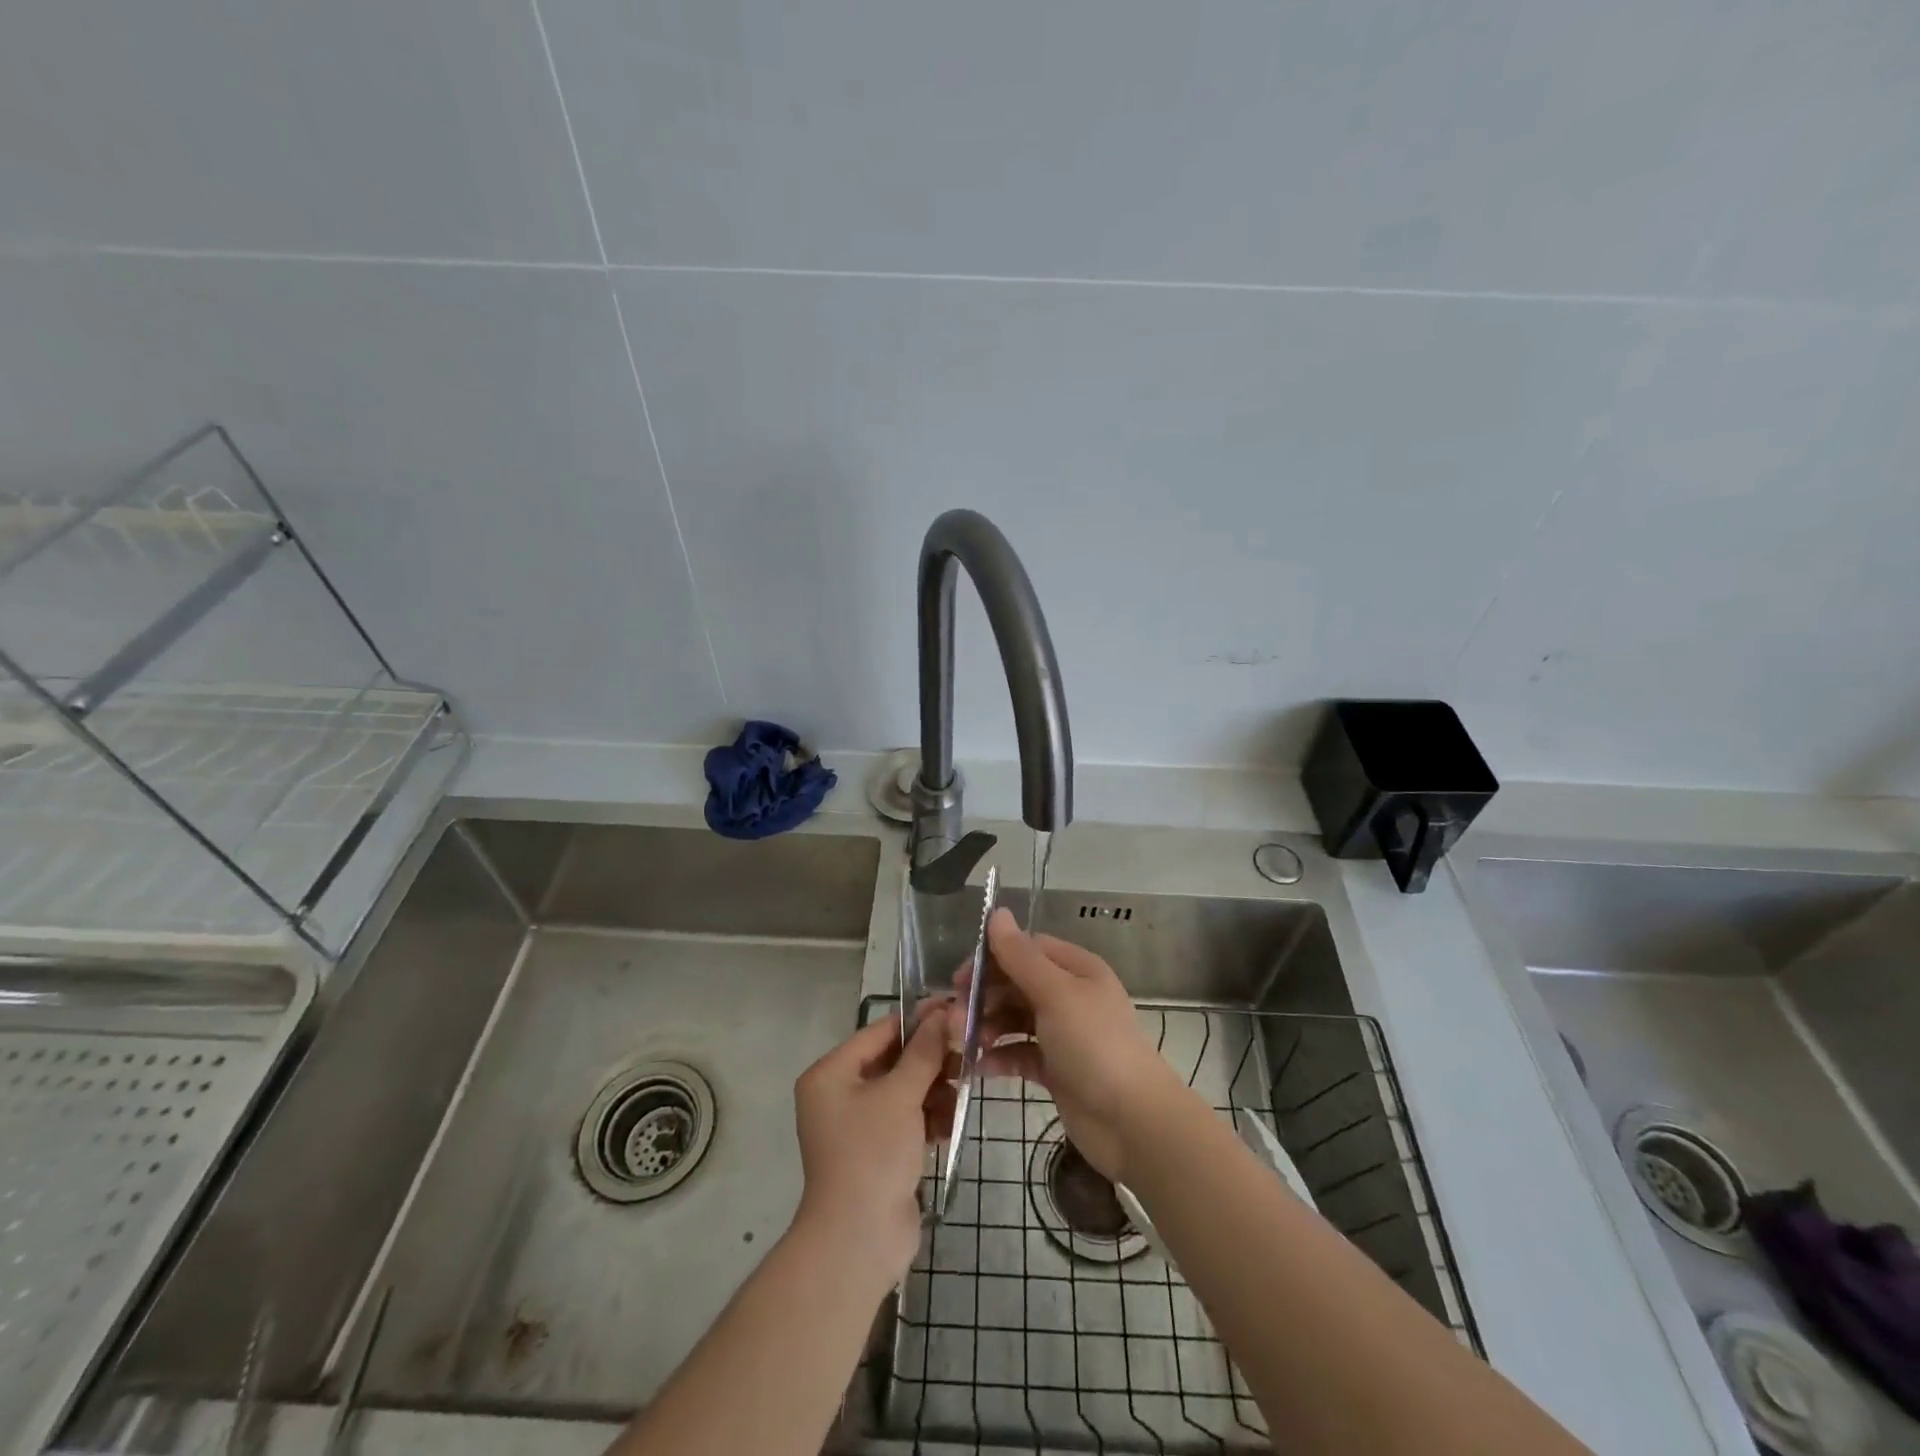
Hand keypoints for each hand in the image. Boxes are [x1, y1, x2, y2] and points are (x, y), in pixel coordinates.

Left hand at [791, 1005, 951, 1285]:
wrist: (859, 1241)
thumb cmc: (872, 1154)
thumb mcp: (900, 1095)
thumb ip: (924, 1052)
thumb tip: (944, 1011)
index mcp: (831, 1074)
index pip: (880, 1032)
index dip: (918, 1022)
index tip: (956, 1013)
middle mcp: (839, 1094)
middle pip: (893, 1061)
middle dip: (931, 1060)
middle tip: (968, 1053)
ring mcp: (858, 1125)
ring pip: (904, 1091)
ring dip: (935, 1089)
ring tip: (964, 1090)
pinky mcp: (878, 1151)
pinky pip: (907, 1119)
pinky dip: (929, 1117)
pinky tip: (953, 1120)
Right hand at [962, 909, 1187, 1182]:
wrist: (1132, 1121)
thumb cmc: (1094, 1045)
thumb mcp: (1055, 994)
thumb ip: (1020, 956)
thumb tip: (997, 911)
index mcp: (1076, 969)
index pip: (1027, 949)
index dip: (992, 958)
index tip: (960, 978)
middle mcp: (1070, 996)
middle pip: (1017, 984)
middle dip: (984, 997)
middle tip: (953, 1017)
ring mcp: (1063, 1034)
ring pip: (1014, 1019)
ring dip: (986, 1027)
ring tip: (961, 1042)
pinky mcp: (1056, 1069)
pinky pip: (1019, 1053)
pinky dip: (998, 1057)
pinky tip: (976, 1066)